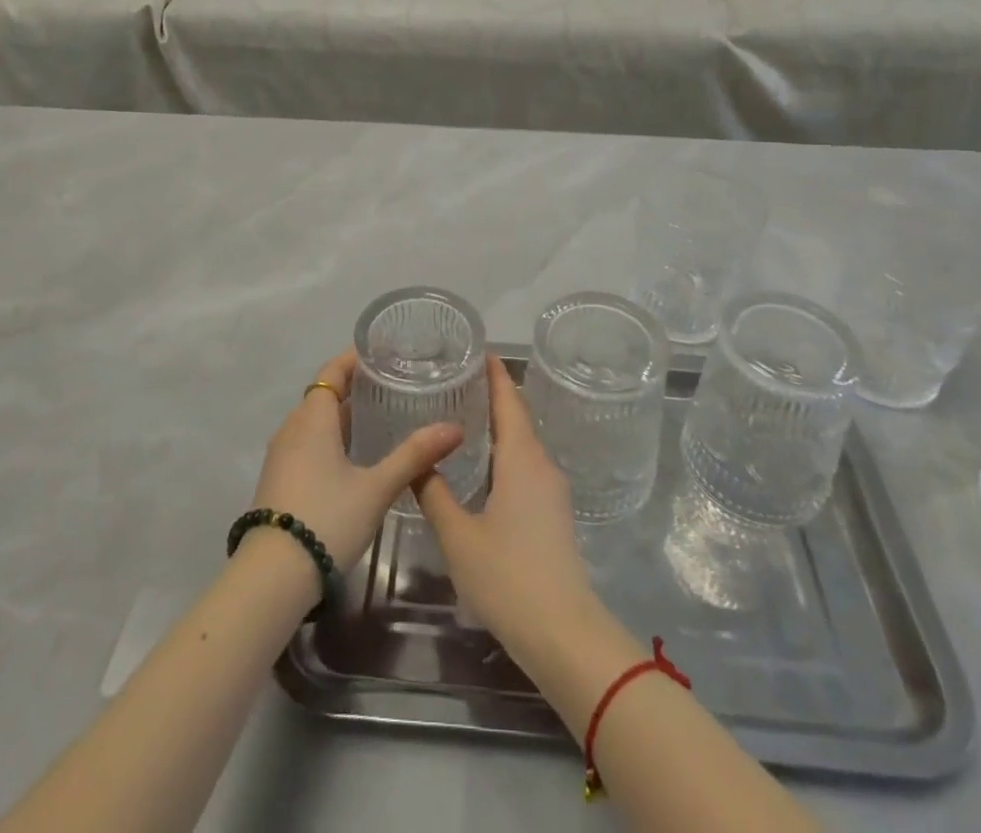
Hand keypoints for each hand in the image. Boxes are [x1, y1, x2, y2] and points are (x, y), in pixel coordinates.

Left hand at [248, 350, 462, 568]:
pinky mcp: (279, 480)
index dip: (355, 358)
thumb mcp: (377, 487)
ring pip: (314, 420)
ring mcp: (281, 456)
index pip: (332, 370)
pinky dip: (330, 437)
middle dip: (354, 385)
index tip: (384, 352)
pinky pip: (307, 442)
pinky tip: (354, 455)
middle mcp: (292, 428)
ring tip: (379, 416)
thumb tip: (454, 428)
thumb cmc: (327, 518)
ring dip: (342, 414)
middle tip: (392, 384)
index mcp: (313, 418)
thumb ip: (414, 455)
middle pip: (324, 394)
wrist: (271, 578)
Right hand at [416, 355, 598, 660]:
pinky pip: (526, 465)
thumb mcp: (458, 535)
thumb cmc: (508, 576)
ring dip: (498, 425)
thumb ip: (434, 493)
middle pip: (517, 416)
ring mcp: (551, 490)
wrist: (563, 633)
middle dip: (492, 395)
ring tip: (463, 413)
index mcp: (521, 458)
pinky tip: (482, 464)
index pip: (508, 399)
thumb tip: (417, 460)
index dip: (494, 372)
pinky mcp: (553, 513)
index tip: (476, 348)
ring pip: (522, 443)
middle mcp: (541, 464)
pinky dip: (504, 451)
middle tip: (457, 378)